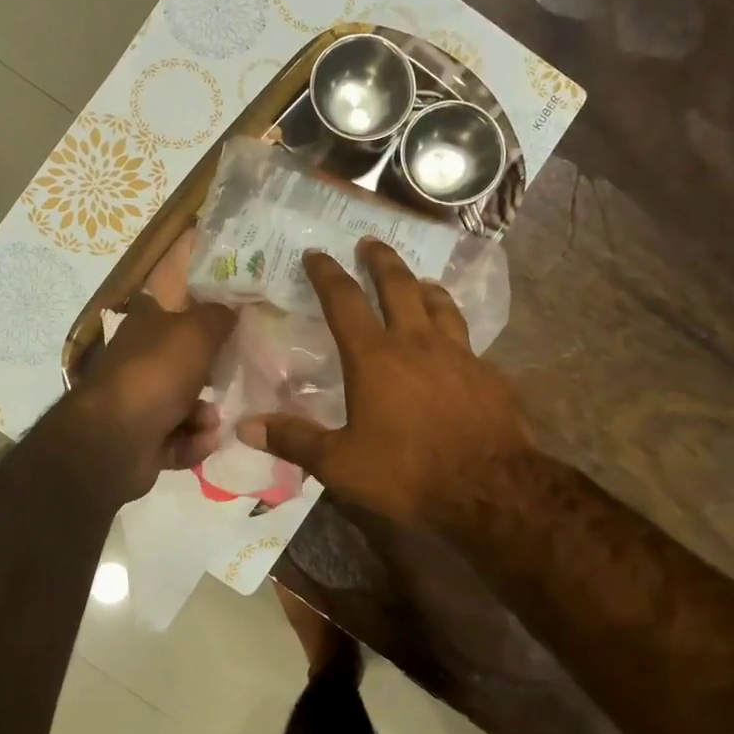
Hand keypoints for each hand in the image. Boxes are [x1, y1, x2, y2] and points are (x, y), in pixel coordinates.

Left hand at [63, 231, 235, 502]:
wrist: (115, 439)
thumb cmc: (157, 373)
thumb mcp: (196, 332)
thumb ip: (219, 316)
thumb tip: (233, 307)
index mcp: (144, 325)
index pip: (167, 304)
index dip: (195, 306)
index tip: (226, 317)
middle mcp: (138, 360)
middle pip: (182, 361)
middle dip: (210, 375)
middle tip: (230, 377)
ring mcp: (138, 402)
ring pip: (184, 405)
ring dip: (203, 415)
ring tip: (210, 422)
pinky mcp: (141, 440)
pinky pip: (178, 438)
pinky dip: (191, 441)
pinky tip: (201, 442)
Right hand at [237, 237, 532, 528]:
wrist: (488, 490)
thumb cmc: (406, 473)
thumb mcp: (340, 464)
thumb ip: (294, 440)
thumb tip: (245, 426)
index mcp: (375, 357)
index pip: (344, 301)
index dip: (327, 274)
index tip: (316, 254)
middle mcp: (417, 343)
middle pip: (398, 286)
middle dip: (380, 261)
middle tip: (370, 243)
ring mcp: (459, 355)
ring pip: (440, 304)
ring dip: (423, 287)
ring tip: (417, 281)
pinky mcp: (488, 374)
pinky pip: (467, 340)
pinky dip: (453, 330)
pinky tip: (454, 345)